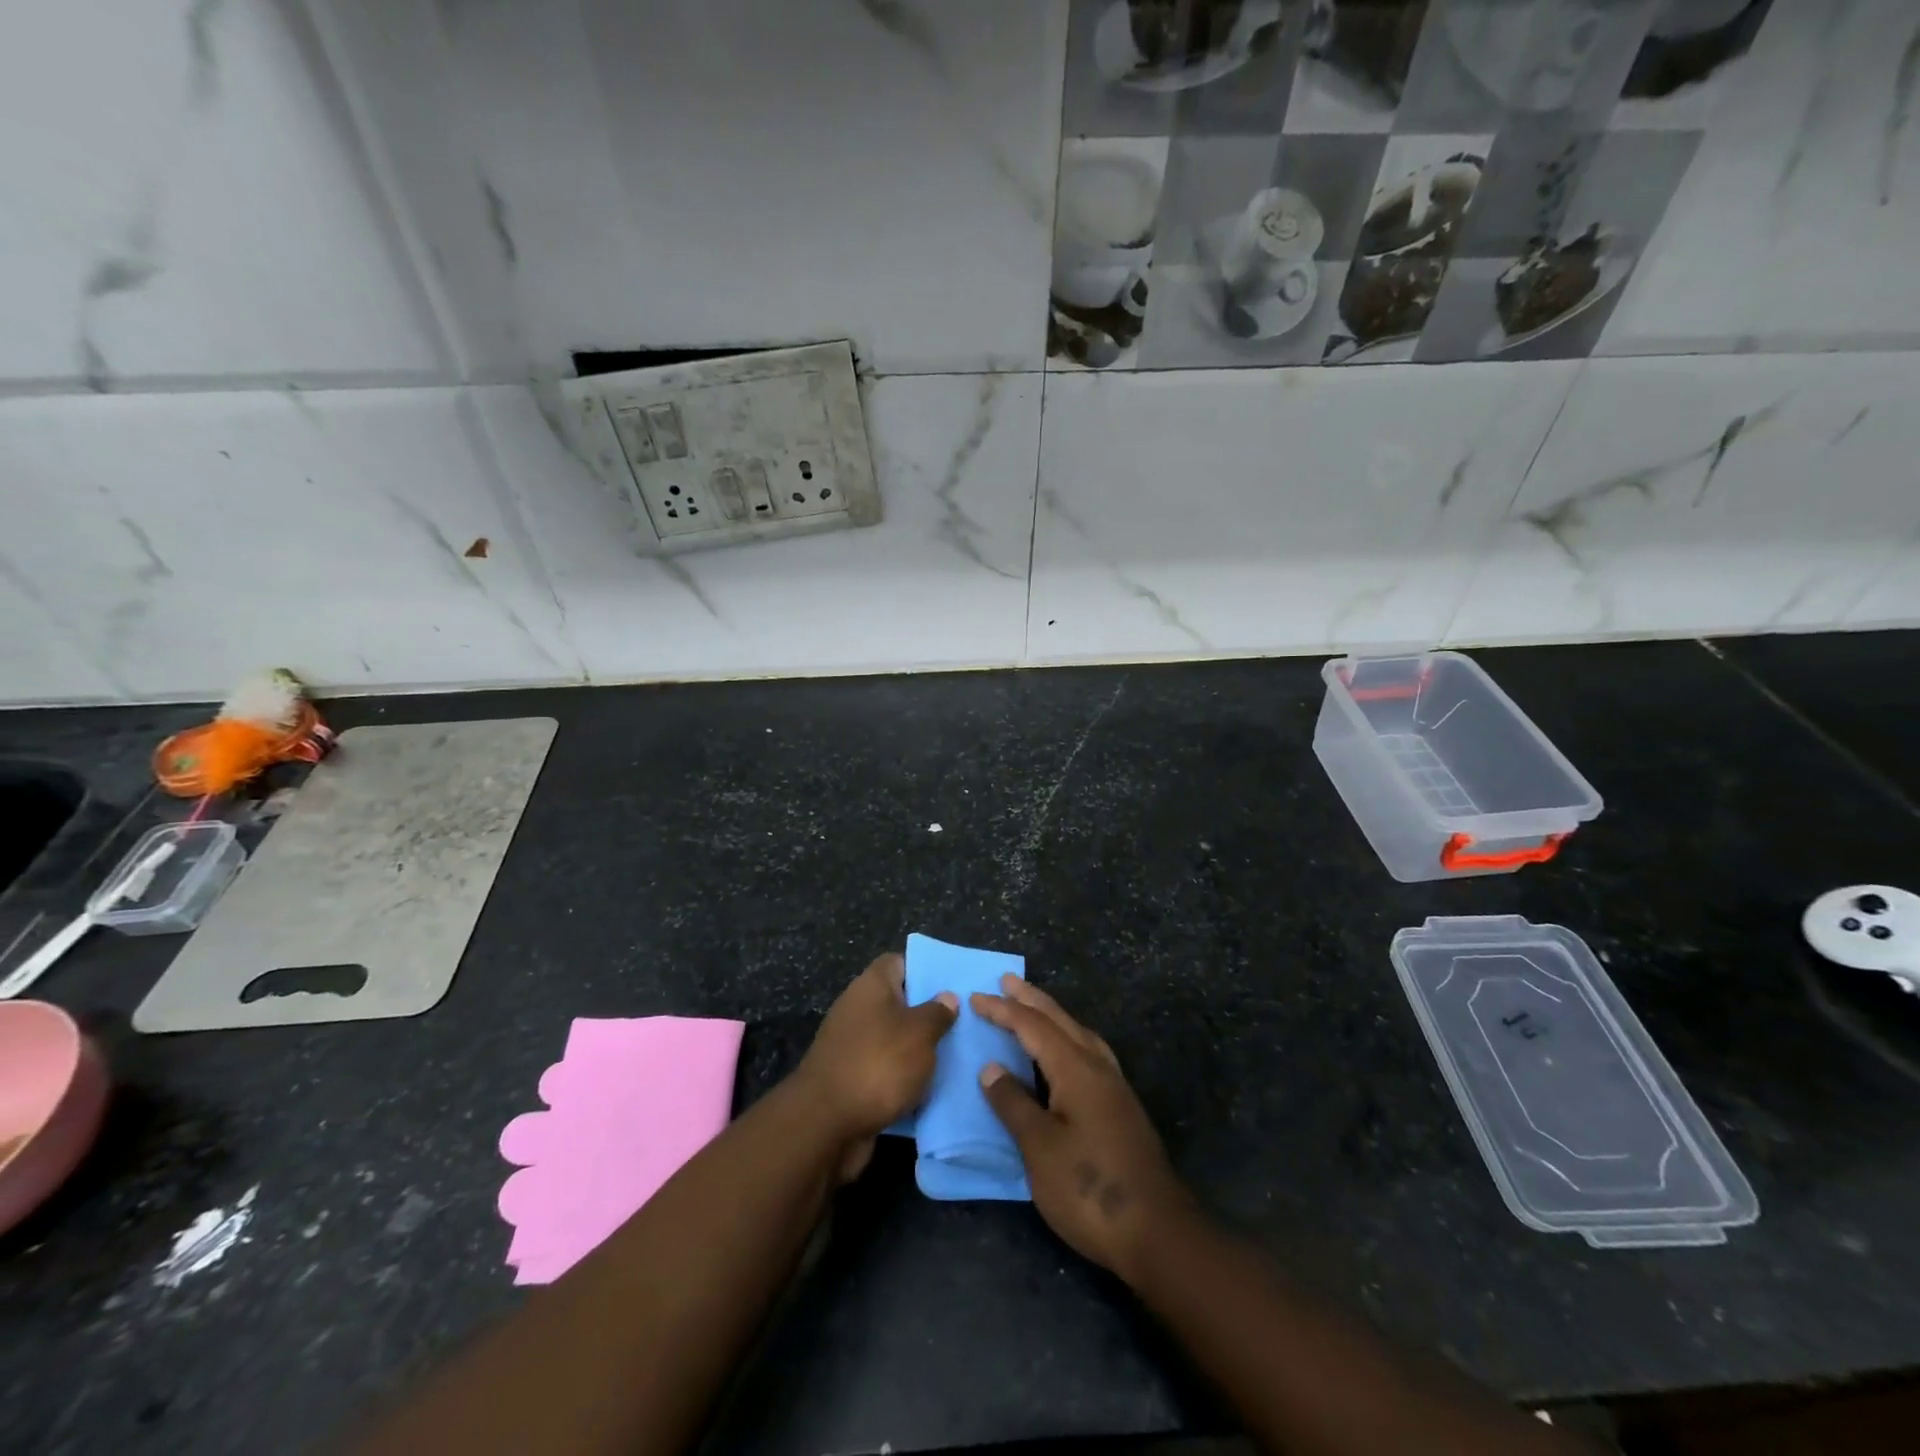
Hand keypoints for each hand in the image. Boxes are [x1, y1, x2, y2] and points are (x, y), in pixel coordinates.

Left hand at [795, 953, 957, 1180]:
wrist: (825, 1126)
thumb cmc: (878, 1064)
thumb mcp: (919, 1033)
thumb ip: (937, 1013)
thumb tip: (946, 997)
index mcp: (871, 986)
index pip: (898, 962)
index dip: (924, 969)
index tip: (952, 985)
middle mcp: (858, 1010)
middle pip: (898, 1003)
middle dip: (928, 1014)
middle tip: (963, 1024)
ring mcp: (852, 1046)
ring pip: (894, 1040)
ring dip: (918, 1051)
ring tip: (955, 1057)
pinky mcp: (851, 1080)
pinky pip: (885, 1071)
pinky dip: (903, 1079)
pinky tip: (931, 1089)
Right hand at [972, 977, 1190, 1281]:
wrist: (1157, 1232)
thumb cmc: (1089, 1188)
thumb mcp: (1040, 1148)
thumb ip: (1014, 1104)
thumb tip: (992, 1069)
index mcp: (1076, 1069)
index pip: (1033, 1027)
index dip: (1003, 1011)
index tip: (975, 998)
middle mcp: (1098, 1068)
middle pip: (1061, 1021)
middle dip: (1032, 1000)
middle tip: (1007, 981)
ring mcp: (1115, 1088)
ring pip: (1079, 1034)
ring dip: (1053, 1016)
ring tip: (1034, 1008)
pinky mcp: (1122, 1108)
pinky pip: (1089, 1053)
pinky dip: (1068, 1039)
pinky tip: (1065, 1054)